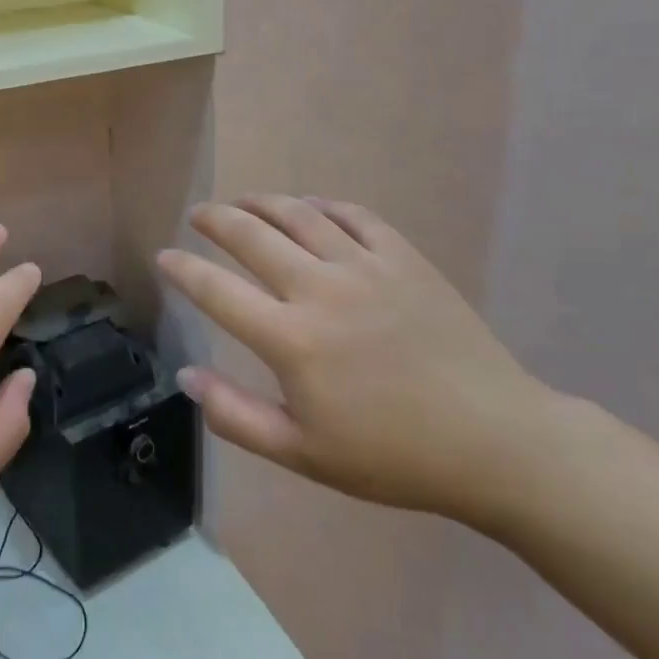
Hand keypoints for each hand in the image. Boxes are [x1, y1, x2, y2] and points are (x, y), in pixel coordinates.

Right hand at [157, 195, 554, 527]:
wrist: (493, 441)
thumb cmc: (391, 456)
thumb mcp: (303, 453)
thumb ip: (236, 416)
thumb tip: (186, 376)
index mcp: (291, 340)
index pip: (217, 290)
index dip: (183, 269)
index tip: (164, 256)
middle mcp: (320, 290)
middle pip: (252, 236)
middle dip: (216, 220)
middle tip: (199, 215)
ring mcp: (365, 267)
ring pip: (299, 216)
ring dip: (263, 203)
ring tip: (243, 202)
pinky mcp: (404, 259)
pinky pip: (354, 216)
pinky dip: (323, 206)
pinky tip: (311, 208)